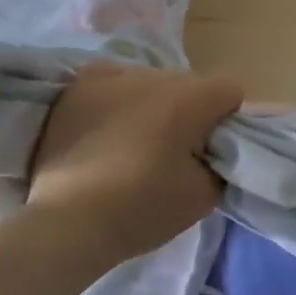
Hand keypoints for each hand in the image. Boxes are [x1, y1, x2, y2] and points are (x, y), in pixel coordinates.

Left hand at [28, 63, 243, 260]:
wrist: (67, 220)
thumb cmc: (141, 207)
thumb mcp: (203, 196)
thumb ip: (220, 163)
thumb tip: (214, 150)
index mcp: (189, 97)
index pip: (229, 90)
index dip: (227, 120)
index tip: (211, 150)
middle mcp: (153, 75)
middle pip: (189, 84)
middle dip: (190, 111)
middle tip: (174, 151)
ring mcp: (111, 75)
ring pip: (150, 82)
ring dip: (153, 104)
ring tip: (133, 143)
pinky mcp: (78, 86)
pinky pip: (112, 82)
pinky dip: (118, 99)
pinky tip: (107, 127)